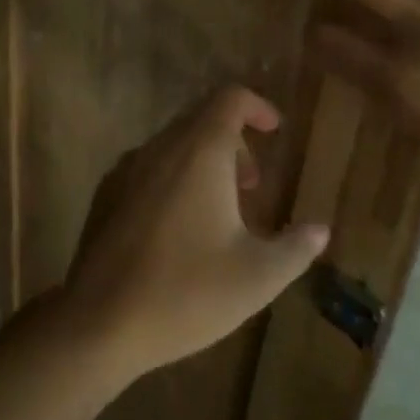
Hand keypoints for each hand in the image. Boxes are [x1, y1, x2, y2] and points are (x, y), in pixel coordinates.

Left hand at [60, 87, 330, 384]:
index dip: (257, 107)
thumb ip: (294, 248)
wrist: (99, 320)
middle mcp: (162, 147)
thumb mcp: (256, 278)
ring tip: (221, 209)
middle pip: (202, 118)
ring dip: (203, 160)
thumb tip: (320, 229)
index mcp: (200, 151)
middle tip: (253, 183)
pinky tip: (179, 226)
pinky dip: (174, 176)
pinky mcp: (107, 191)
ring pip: (174, 143)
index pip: (229, 98)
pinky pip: (149, 166)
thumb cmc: (186, 292)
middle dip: (234, 141)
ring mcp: (128, 167)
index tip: (275, 131)